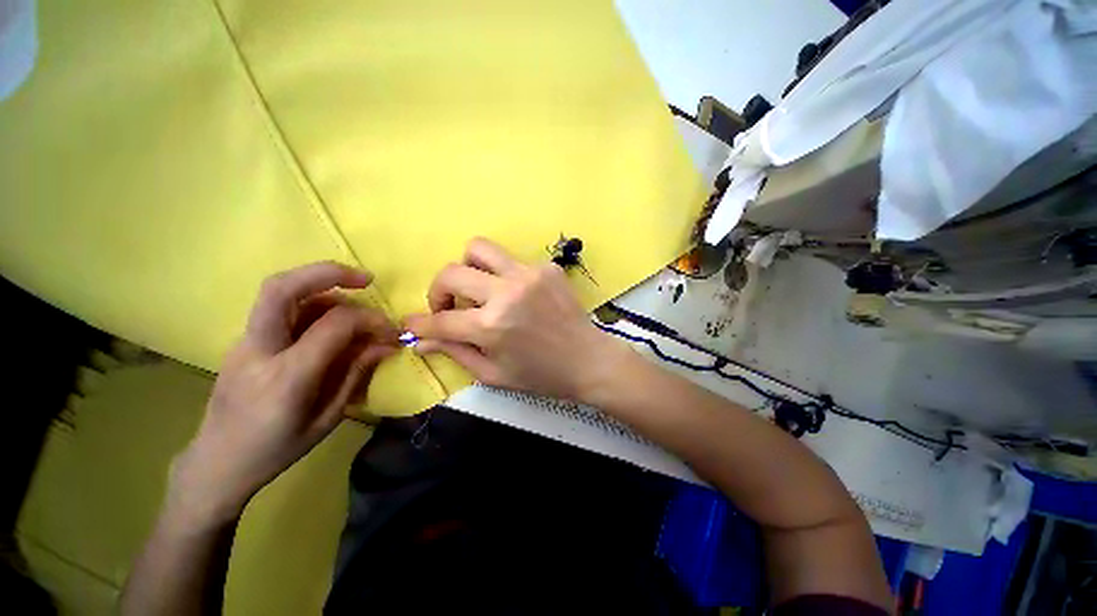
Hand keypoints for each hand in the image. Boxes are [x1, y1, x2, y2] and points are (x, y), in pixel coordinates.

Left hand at [171, 262, 398, 525]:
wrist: (216, 463)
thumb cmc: (277, 449)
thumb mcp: (327, 418)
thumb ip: (356, 373)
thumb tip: (386, 343)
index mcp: (286, 377)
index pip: (334, 325)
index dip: (369, 319)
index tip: (391, 329)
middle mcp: (259, 350)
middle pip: (282, 289)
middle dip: (328, 273)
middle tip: (365, 279)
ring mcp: (244, 343)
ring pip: (278, 292)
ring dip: (320, 286)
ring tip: (353, 299)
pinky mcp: (243, 342)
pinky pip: (278, 309)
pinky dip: (309, 302)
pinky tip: (329, 319)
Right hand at [405, 238, 630, 402]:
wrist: (589, 360)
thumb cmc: (542, 375)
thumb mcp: (494, 373)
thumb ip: (456, 352)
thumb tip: (421, 341)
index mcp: (492, 326)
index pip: (440, 319)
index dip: (419, 323)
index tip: (412, 324)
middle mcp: (507, 292)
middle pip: (451, 272)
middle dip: (438, 291)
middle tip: (450, 307)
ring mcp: (529, 274)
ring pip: (479, 248)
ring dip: (468, 267)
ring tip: (478, 289)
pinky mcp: (547, 267)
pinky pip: (512, 261)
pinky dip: (504, 275)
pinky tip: (518, 295)